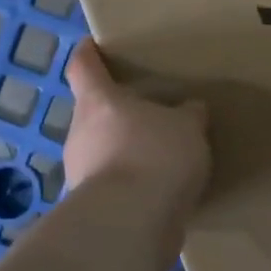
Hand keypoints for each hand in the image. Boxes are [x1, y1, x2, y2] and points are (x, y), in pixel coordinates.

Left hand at [62, 40, 211, 227]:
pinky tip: (161, 193)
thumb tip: (190, 110)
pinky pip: (115, 187)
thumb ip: (187, 116)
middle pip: (93, 113)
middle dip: (117, 112)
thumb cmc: (154, 155)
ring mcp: (81, 174)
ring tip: (161, 157)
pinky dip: (133, 186)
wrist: (130, 225)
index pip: (83, 66)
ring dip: (125, 152)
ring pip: (102, 152)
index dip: (88, 54)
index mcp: (98, 101)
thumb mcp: (186, 127)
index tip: (92, 45)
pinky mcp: (93, 210)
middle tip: (149, 112)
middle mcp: (80, 134)